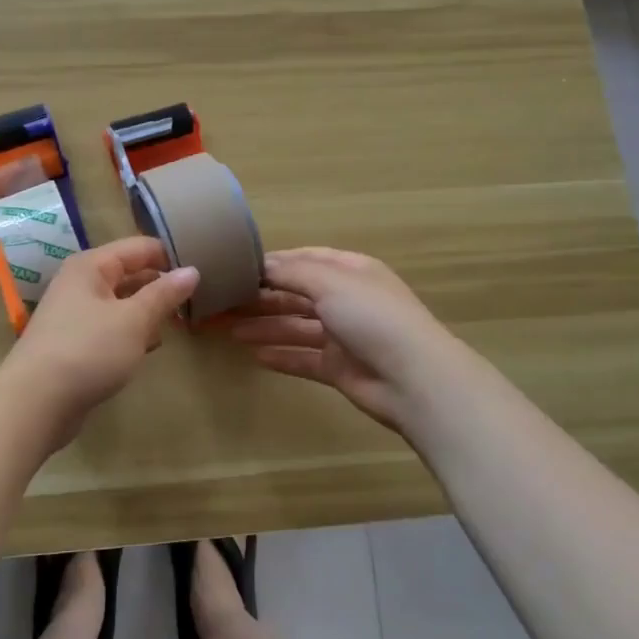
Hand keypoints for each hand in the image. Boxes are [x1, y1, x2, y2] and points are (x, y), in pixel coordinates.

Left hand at [0, 236, 199, 446]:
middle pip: (129, 273)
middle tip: (197, 299)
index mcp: (91, 266)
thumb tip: (192, 270)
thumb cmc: (88, 350)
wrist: (35, 403)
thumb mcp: (134, 320)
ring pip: (121, 302)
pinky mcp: (74, 343)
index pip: (140, 248)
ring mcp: (75, 314)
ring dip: (148, 312)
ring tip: (178, 323)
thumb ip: (164, 294)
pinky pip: (111, 327)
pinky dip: (131, 333)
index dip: (171, 256)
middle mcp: (80, 283)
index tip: (204, 270)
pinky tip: (149, 347)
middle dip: (161, 285)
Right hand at [229, 247, 471, 436]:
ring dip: (265, 326)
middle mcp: (347, 299)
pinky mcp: (339, 368)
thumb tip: (261, 265)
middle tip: (224, 303)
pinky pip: (303, 358)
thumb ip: (292, 272)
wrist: (414, 378)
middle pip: (297, 294)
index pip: (305, 260)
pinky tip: (254, 356)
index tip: (237, 269)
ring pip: (296, 327)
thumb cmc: (372, 317)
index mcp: (350, 271)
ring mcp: (343, 335)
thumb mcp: (330, 282)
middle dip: (262, 298)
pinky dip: (281, 356)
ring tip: (229, 330)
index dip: (273, 264)